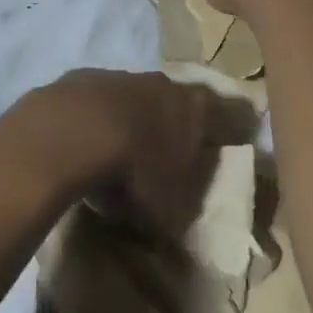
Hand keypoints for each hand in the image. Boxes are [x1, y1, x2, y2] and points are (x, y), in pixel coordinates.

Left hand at [15, 70, 251, 237]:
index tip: (242, 136)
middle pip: (182, 100)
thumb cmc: (135, 171)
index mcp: (197, 109)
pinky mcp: (83, 78)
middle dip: (181, 120)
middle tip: (178, 146)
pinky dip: (100, 116)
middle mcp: (164, 85)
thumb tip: (189, 236)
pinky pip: (100, 100)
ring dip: (137, 115)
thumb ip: (184, 212)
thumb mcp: (170, 208)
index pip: (232, 113)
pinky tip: (89, 137)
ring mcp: (122, 76)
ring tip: (128, 145)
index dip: (238, 126)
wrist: (70, 132)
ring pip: (139, 95)